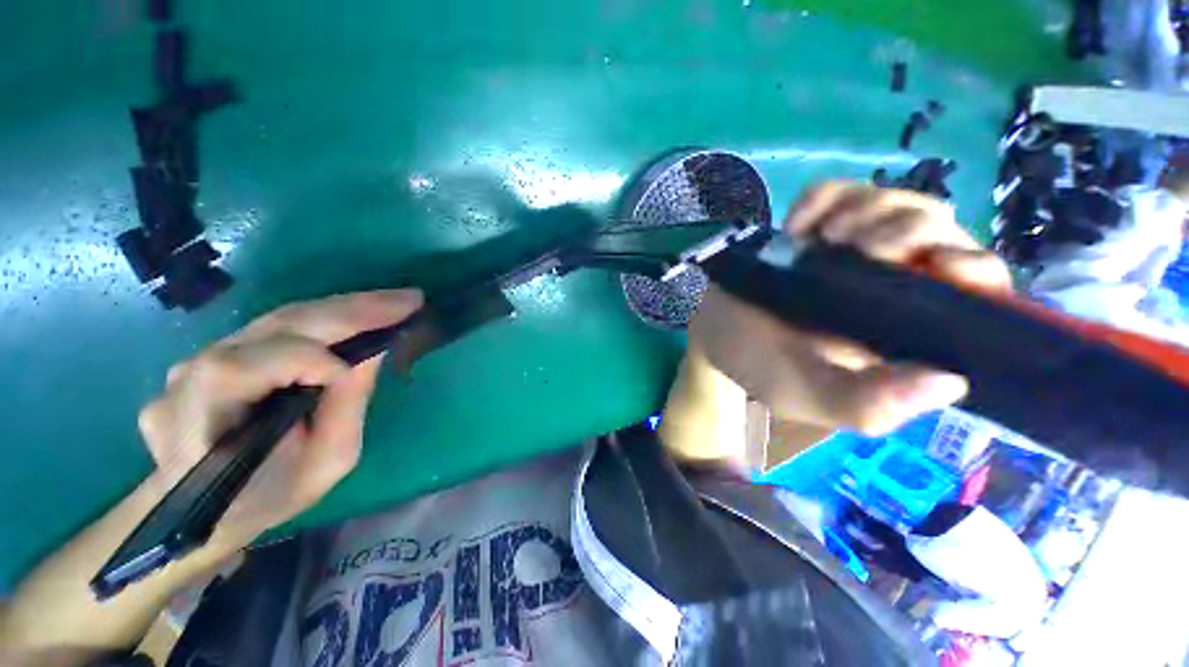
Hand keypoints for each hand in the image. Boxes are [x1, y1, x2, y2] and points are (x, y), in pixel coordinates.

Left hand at [137, 289, 423, 553]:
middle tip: (407, 300)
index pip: (246, 368)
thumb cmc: (268, 496)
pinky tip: (358, 315)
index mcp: (203, 422)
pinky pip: (277, 326)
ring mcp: (196, 358)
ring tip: (393, 303)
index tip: (360, 367)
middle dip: (349, 311)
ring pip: (278, 319)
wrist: (206, 506)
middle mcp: (189, 378)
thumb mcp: (321, 466)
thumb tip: (373, 352)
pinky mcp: (215, 350)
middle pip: (272, 327)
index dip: (305, 359)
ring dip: (344, 308)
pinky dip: (325, 318)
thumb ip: (345, 407)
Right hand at [691, 182, 1011, 436]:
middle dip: (907, 228)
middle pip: (940, 229)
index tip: (938, 265)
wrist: (713, 334)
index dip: (974, 269)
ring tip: (821, 239)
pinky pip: (837, 192)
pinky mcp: (814, 230)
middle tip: (857, 247)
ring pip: (895, 201)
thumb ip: (869, 404)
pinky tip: (796, 223)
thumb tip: (951, 381)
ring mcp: (849, 250)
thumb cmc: (760, 366)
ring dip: (865, 209)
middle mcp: (888, 284)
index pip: (975, 292)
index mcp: (904, 329)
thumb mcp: (810, 395)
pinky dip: (821, 198)